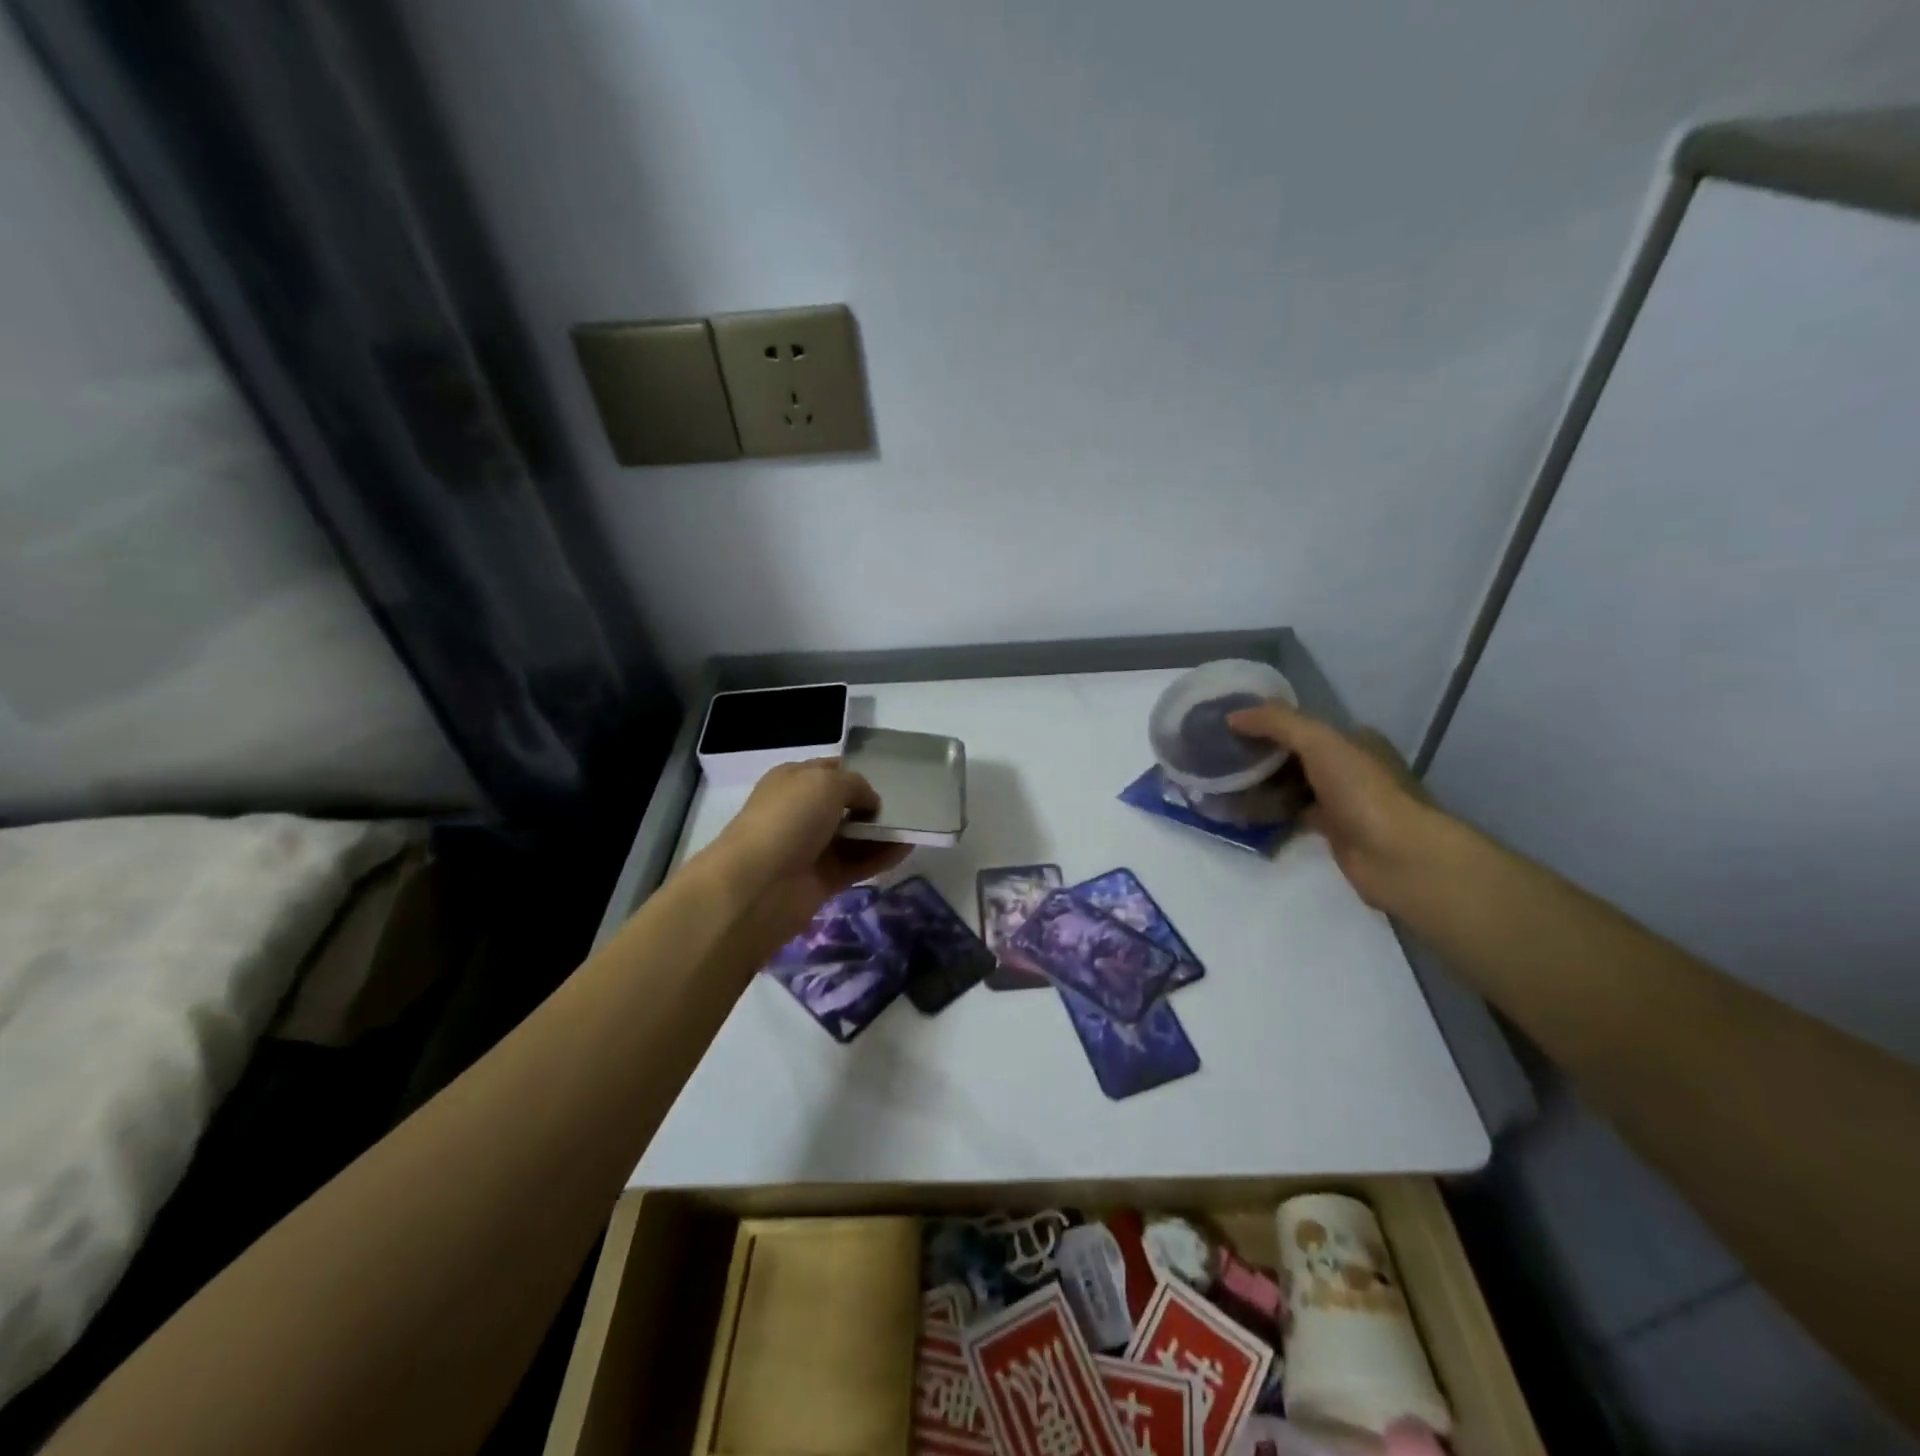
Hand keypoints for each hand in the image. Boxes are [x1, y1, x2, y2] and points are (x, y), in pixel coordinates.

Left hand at [696, 759, 911, 944]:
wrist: (758, 885)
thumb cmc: (789, 819)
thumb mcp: (826, 783)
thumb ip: (856, 785)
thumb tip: (870, 803)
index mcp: (793, 781)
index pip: (830, 770)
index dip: (859, 771)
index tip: (892, 777)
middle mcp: (800, 812)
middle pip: (844, 805)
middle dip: (874, 804)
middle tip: (911, 803)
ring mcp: (811, 848)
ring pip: (853, 836)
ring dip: (881, 832)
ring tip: (916, 826)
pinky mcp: (823, 880)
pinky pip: (858, 864)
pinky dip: (881, 857)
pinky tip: (907, 849)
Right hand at [1226, 700, 1438, 909]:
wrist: (1396, 856)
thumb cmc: (1361, 790)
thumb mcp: (1319, 742)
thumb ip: (1276, 723)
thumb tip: (1232, 716)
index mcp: (1352, 738)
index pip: (1301, 723)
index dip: (1265, 721)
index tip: (1228, 725)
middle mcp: (1347, 766)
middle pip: (1292, 754)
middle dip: (1258, 753)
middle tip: (1218, 755)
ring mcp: (1339, 800)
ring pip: (1289, 785)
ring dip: (1260, 784)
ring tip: (1219, 783)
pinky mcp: (1330, 830)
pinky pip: (1290, 814)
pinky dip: (1267, 812)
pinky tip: (1238, 812)